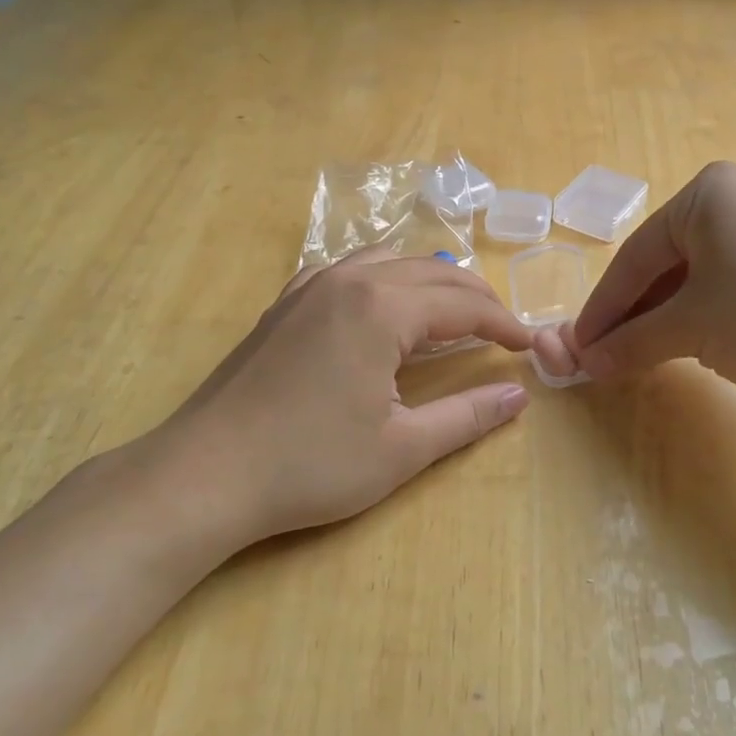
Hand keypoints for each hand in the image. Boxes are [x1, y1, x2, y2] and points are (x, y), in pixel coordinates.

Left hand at [121, 248, 535, 564]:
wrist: (205, 474)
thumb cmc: (310, 465)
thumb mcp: (402, 448)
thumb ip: (467, 416)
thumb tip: (518, 395)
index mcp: (384, 308)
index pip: (464, 304)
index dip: (504, 324)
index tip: (529, 347)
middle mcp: (350, 280)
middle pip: (433, 272)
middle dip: (475, 297)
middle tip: (502, 330)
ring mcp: (310, 286)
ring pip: (389, 261)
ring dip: (430, 282)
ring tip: (451, 313)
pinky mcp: (284, 303)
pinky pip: (347, 270)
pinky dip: (383, 280)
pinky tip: (381, 308)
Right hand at [570, 161, 735, 396]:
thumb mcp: (690, 328)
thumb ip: (633, 341)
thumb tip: (587, 363)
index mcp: (706, 193)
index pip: (636, 255)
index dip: (603, 306)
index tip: (578, 345)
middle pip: (664, 262)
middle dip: (633, 312)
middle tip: (605, 353)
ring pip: (694, 275)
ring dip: (663, 316)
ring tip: (639, 354)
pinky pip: (726, 282)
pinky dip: (699, 313)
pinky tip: (686, 343)